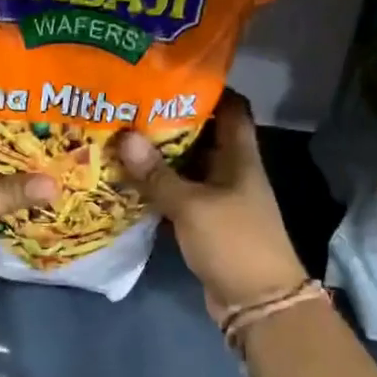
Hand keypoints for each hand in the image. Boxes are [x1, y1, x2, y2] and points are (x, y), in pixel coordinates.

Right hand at [114, 91, 307, 320]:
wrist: (256, 301)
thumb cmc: (233, 242)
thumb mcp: (192, 206)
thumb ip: (158, 175)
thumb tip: (125, 137)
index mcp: (240, 157)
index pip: (231, 108)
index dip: (207, 89)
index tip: (169, 75)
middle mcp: (231, 172)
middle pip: (202, 136)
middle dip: (169, 121)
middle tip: (129, 106)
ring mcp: (218, 199)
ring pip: (186, 168)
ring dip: (158, 158)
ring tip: (120, 138)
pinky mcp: (204, 223)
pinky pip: (178, 197)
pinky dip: (156, 190)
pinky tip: (126, 182)